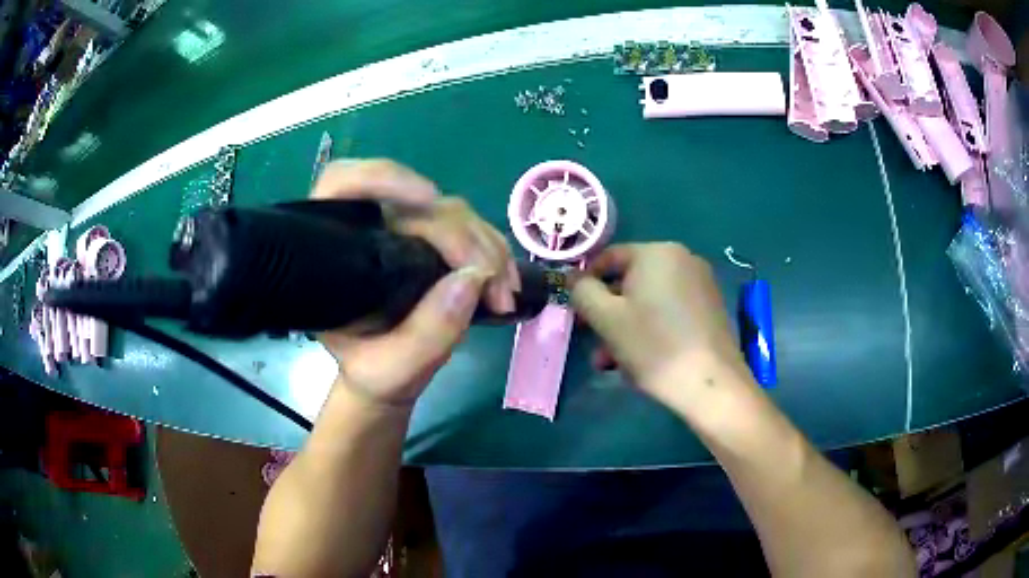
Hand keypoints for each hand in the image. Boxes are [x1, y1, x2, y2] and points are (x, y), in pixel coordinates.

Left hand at [311, 159, 518, 406]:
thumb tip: (473, 276)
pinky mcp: (432, 238)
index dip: (383, 178)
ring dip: (487, 246)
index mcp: (333, 251)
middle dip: (463, 239)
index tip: (427, 200)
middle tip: (495, 287)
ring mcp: (402, 229)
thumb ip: (428, 332)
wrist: (385, 374)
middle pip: (417, 203)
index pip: (344, 183)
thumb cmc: (374, 371)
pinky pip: (469, 227)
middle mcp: (367, 228)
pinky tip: (506, 280)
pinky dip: (493, 249)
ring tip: (504, 292)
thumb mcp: (394, 368)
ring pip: (451, 212)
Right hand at [571, 243, 748, 403]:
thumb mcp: (606, 318)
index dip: (586, 284)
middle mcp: (682, 259)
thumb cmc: (654, 346)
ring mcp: (701, 284)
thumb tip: (574, 277)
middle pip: (630, 282)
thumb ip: (582, 292)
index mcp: (657, 252)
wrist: (710, 383)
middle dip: (607, 313)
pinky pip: (670, 312)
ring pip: (650, 301)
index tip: (576, 313)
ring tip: (612, 362)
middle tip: (594, 343)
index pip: (609, 258)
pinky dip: (652, 329)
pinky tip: (641, 359)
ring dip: (626, 327)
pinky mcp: (710, 309)